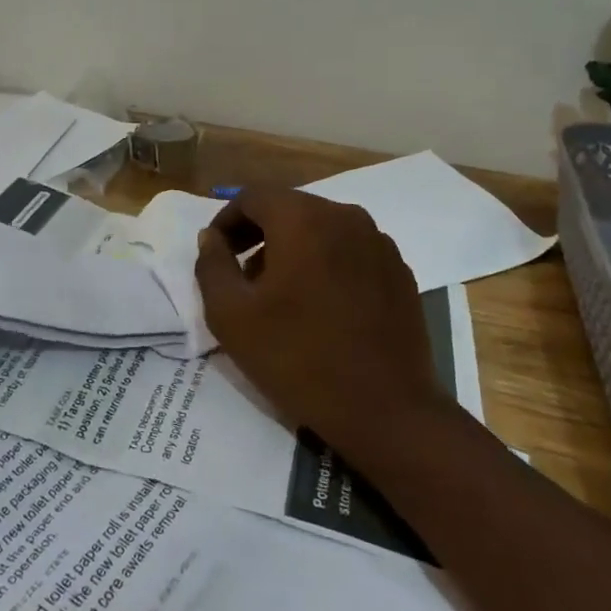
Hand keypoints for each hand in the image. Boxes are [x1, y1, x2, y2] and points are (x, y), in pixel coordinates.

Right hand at [194, 187, 445, 468]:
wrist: (387, 412)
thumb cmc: (299, 359)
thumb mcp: (231, 316)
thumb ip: (212, 266)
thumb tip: (211, 238)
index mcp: (303, 219)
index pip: (252, 198)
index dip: (226, 221)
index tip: (216, 255)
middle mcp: (345, 216)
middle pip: (288, 209)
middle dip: (258, 235)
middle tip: (241, 276)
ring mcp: (378, 242)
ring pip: (321, 229)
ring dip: (292, 249)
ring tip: (280, 295)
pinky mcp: (399, 271)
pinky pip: (350, 251)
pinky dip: (326, 264)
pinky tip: (321, 307)